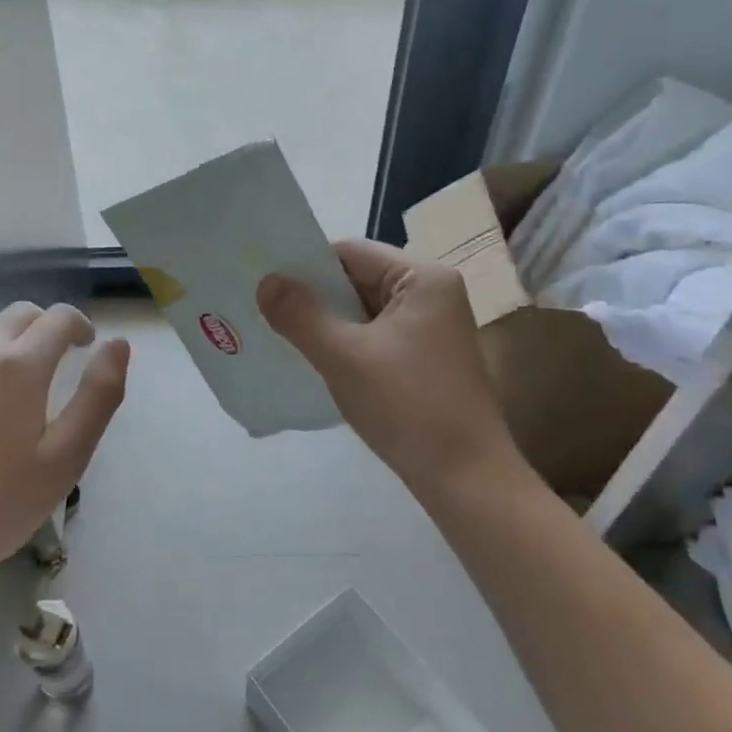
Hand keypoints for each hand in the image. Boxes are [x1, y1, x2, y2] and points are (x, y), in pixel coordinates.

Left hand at [0, 303, 129, 591]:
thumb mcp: (65, 458)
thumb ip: (99, 395)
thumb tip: (117, 344)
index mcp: (20, 364)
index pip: (59, 318)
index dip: (79, 326)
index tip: (83, 348)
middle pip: (20, 315)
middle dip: (43, 331)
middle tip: (48, 369)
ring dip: (1, 341)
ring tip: (2, 382)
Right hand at [257, 241, 522, 504]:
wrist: (466, 479)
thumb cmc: (408, 406)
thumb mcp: (344, 356)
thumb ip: (301, 315)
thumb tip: (266, 281)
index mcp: (423, 278)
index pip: (351, 253)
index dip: (306, 265)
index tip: (266, 283)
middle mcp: (432, 294)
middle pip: (357, 279)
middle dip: (313, 296)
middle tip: (265, 310)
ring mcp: (431, 329)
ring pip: (363, 311)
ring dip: (326, 323)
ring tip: (281, 335)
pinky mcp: (426, 359)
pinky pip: (374, 337)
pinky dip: (345, 344)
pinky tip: (315, 361)